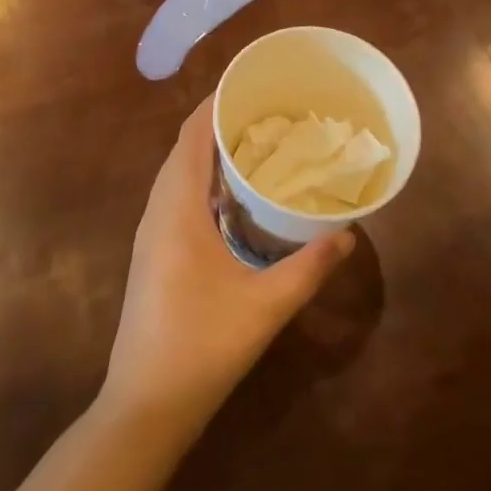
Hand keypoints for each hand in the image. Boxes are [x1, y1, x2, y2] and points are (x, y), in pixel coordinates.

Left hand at [101, 97, 352, 441]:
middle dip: (220, 122)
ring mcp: (151, 231)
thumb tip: (346, 234)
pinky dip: (202, 178)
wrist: (144, 406)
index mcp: (178, 208)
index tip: (252, 84)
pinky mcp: (153, 251)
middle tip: (268, 112)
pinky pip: (176, 194)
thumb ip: (308, 268)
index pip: (192, 135)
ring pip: (178, 172)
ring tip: (256, 143)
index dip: (217, 103)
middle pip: (184, 147)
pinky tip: (233, 196)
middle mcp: (158, 209)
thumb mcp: (265, 306)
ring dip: (209, 151)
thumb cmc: (202, 347)